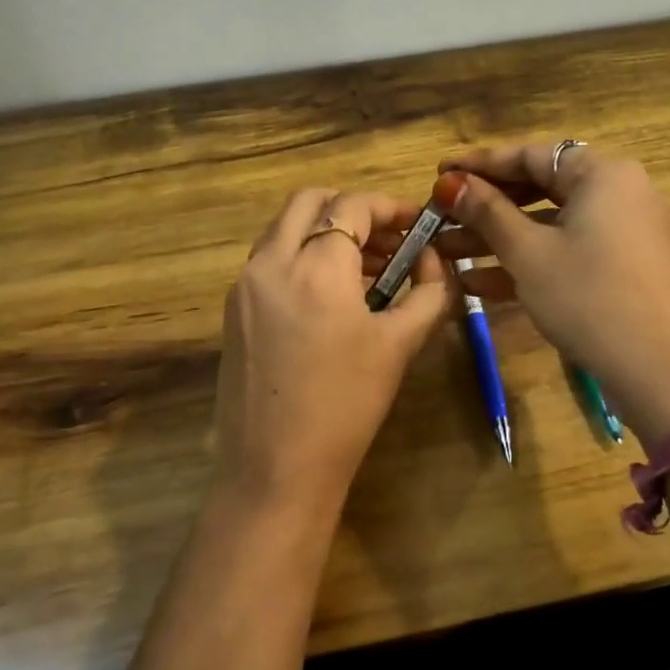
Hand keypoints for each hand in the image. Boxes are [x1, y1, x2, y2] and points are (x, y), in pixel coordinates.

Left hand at [212, 188, 452, 517]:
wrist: (275, 468)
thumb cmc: (346, 406)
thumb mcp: (399, 346)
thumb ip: (428, 293)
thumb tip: (435, 263)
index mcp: (314, 267)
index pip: (352, 206)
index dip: (390, 206)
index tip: (417, 224)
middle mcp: (271, 262)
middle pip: (308, 201)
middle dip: (351, 209)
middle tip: (387, 239)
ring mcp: (245, 285)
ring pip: (284, 228)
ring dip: (324, 231)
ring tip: (366, 269)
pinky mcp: (233, 310)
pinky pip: (270, 260)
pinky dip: (301, 256)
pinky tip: (331, 297)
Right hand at [436, 143, 669, 443]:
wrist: (661, 373)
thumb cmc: (589, 298)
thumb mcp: (529, 253)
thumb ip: (487, 212)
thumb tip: (450, 182)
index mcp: (603, 174)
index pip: (531, 155)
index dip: (480, 163)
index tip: (439, 172)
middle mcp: (618, 192)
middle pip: (540, 187)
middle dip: (485, 206)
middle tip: (441, 214)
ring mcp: (623, 232)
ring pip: (550, 224)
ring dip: (498, 238)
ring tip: (445, 251)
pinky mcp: (621, 268)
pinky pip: (568, 251)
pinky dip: (528, 261)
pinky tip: (477, 283)